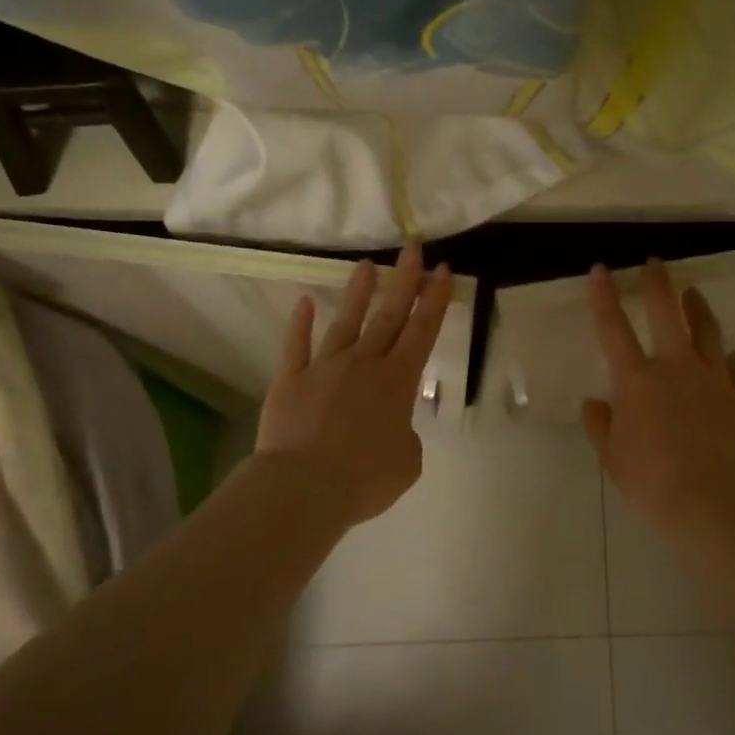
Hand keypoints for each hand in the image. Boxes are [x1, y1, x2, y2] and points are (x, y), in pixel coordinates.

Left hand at [257, 244, 453, 524]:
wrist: (304, 487)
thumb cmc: (364, 479)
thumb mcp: (407, 462)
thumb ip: (405, 436)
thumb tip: (392, 426)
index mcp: (397, 382)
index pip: (422, 331)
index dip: (435, 299)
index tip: (443, 269)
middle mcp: (364, 364)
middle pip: (389, 315)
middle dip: (405, 280)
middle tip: (413, 247)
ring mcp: (325, 368)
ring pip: (346, 322)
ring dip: (359, 293)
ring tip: (367, 265)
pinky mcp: (291, 380)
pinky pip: (297, 346)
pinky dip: (300, 324)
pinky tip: (305, 303)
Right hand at [583, 260, 734, 533]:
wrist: (710, 501)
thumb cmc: (650, 480)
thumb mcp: (612, 456)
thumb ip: (600, 425)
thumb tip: (595, 404)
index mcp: (636, 379)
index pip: (614, 327)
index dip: (604, 296)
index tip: (601, 269)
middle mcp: (675, 367)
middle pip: (666, 312)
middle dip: (659, 283)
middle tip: (656, 262)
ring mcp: (711, 379)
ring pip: (707, 330)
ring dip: (698, 308)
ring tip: (694, 293)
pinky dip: (729, 357)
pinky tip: (729, 354)